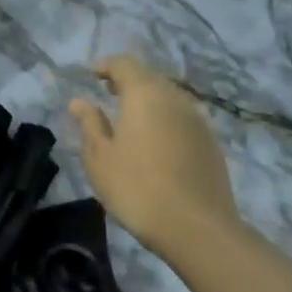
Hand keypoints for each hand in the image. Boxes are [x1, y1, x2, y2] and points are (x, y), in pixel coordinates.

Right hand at [70, 54, 239, 260]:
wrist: (198, 228)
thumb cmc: (137, 188)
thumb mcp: (100, 158)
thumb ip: (90, 124)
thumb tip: (80, 102)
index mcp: (144, 95)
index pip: (125, 64)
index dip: (107, 66)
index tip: (93, 75)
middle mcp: (174, 98)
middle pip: (150, 77)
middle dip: (128, 81)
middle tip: (109, 93)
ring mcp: (197, 120)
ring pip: (169, 96)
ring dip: (149, 99)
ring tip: (132, 118)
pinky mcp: (211, 142)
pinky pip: (183, 117)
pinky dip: (166, 118)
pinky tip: (157, 141)